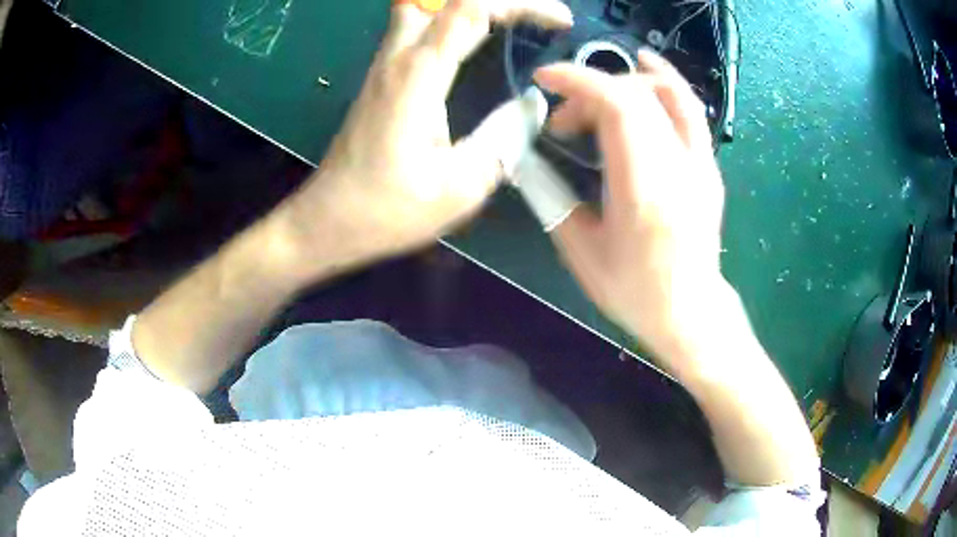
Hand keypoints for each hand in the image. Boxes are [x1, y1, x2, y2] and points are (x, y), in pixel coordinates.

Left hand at [278, 0, 571, 277]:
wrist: (327, 221)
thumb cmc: (387, 210)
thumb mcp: (458, 187)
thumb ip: (503, 140)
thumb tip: (532, 105)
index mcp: (419, 74)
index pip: (474, 7)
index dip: (523, 4)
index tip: (561, 21)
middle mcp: (398, 57)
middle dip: (499, 1)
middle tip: (535, 17)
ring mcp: (384, 65)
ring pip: (424, 6)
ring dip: (469, 7)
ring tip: (511, 21)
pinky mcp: (381, 78)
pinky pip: (418, 27)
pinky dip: (452, 19)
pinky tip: (474, 39)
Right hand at [535, 52, 727, 374]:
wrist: (690, 310)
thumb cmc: (633, 290)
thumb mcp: (580, 250)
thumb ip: (551, 197)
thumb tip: (525, 159)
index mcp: (643, 189)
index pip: (617, 106)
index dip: (578, 81)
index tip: (544, 80)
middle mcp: (677, 166)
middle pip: (635, 95)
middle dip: (589, 91)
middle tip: (564, 121)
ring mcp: (699, 163)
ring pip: (667, 93)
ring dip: (625, 79)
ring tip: (595, 86)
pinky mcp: (708, 165)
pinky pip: (691, 110)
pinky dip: (666, 82)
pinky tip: (645, 72)